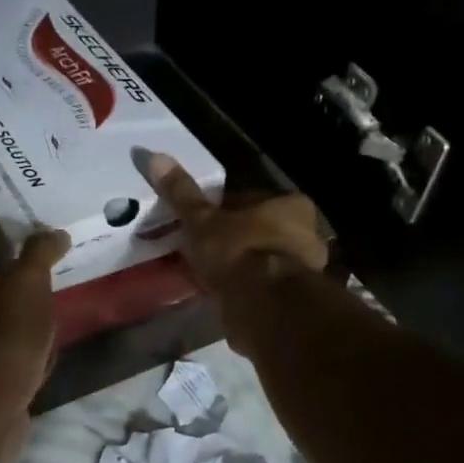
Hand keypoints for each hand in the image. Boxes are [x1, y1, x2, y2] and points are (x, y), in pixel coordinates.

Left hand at [0, 229, 70, 404]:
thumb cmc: (6, 332)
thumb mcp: (28, 282)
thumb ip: (41, 254)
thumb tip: (57, 233)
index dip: (8, 275)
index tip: (34, 281)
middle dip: (18, 310)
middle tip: (45, 312)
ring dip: (23, 341)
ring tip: (47, 342)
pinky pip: (6, 369)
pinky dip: (23, 367)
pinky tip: (40, 370)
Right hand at [144, 153, 328, 293]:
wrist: (264, 305)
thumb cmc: (237, 251)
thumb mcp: (202, 220)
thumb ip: (182, 194)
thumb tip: (156, 157)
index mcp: (291, 204)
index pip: (252, 200)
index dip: (224, 211)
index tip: (202, 224)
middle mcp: (308, 232)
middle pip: (260, 230)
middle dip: (235, 239)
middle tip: (204, 251)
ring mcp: (305, 267)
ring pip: (263, 259)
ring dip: (242, 266)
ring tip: (212, 277)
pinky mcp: (296, 298)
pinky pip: (264, 286)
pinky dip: (248, 289)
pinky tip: (226, 296)